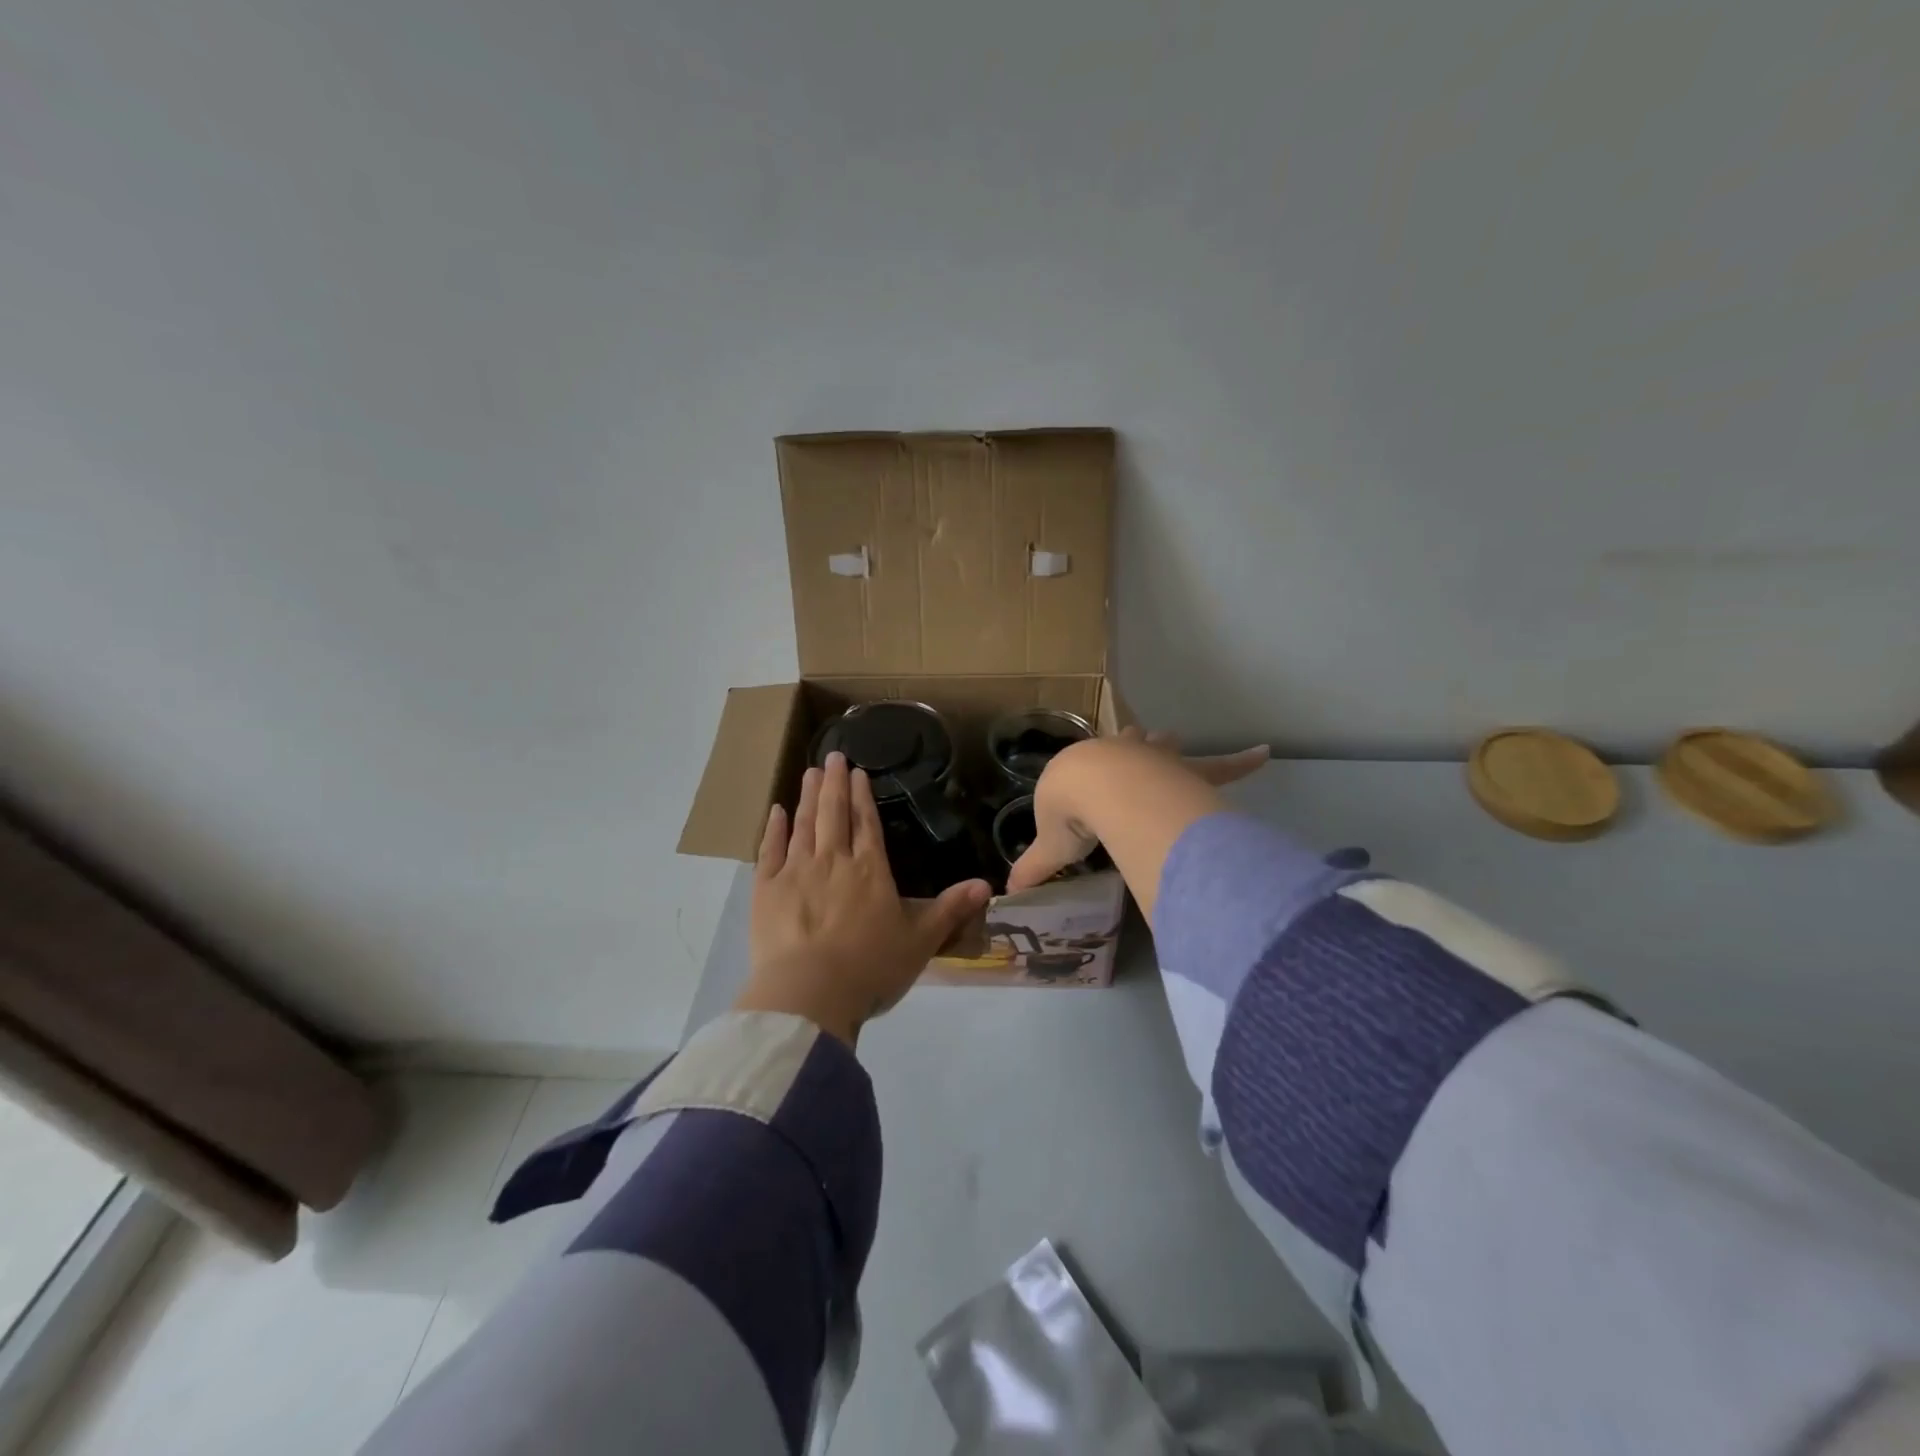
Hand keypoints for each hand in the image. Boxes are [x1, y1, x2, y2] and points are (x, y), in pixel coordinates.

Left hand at [736, 752, 991, 1044]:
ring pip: (804, 825)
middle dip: (835, 783)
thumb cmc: (870, 968)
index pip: (867, 823)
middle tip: (833, 756)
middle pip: (834, 814)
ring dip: (808, 797)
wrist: (809, 994)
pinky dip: (774, 829)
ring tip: (810, 772)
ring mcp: (796, 872)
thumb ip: (951, 910)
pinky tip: (776, 812)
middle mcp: (833, 861)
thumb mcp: (920, 941)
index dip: (863, 796)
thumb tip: (987, 884)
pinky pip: (770, 851)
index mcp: (870, 870)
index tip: (858, 772)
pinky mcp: (766, 890)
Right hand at [1006, 728, 1270, 894]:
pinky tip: (1264, 753)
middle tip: (1134, 746)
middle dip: (1129, 745)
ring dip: (1169, 746)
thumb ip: (1033, 868)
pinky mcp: (1186, 771)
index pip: (1083, 769)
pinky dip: (1241, 761)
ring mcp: (1155, 759)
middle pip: (1127, 744)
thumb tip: (1008, 894)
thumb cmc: (1071, 813)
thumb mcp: (1050, 846)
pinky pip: (1219, 766)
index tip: (1087, 782)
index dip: (1086, 774)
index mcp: (1080, 770)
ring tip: (1175, 740)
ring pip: (1166, 746)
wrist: (1099, 790)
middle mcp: (1118, 755)